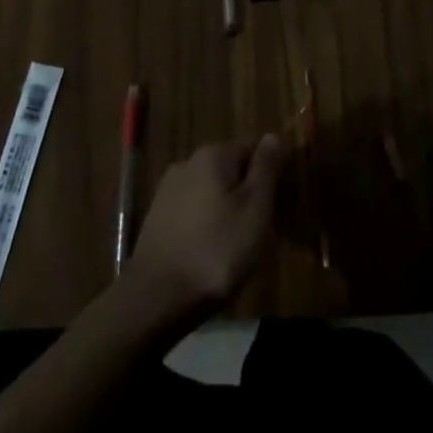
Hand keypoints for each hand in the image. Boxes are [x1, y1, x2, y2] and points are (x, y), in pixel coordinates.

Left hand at [124, 135, 282, 324]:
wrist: (158, 296)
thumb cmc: (217, 250)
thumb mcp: (255, 209)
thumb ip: (265, 169)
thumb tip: (272, 135)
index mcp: (213, 154)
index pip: (251, 146)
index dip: (268, 170)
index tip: (276, 200)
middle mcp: (187, 162)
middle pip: (228, 167)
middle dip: (245, 190)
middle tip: (259, 225)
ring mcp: (168, 190)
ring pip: (209, 189)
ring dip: (225, 207)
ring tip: (236, 241)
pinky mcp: (156, 216)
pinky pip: (192, 209)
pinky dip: (205, 221)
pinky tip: (210, 249)